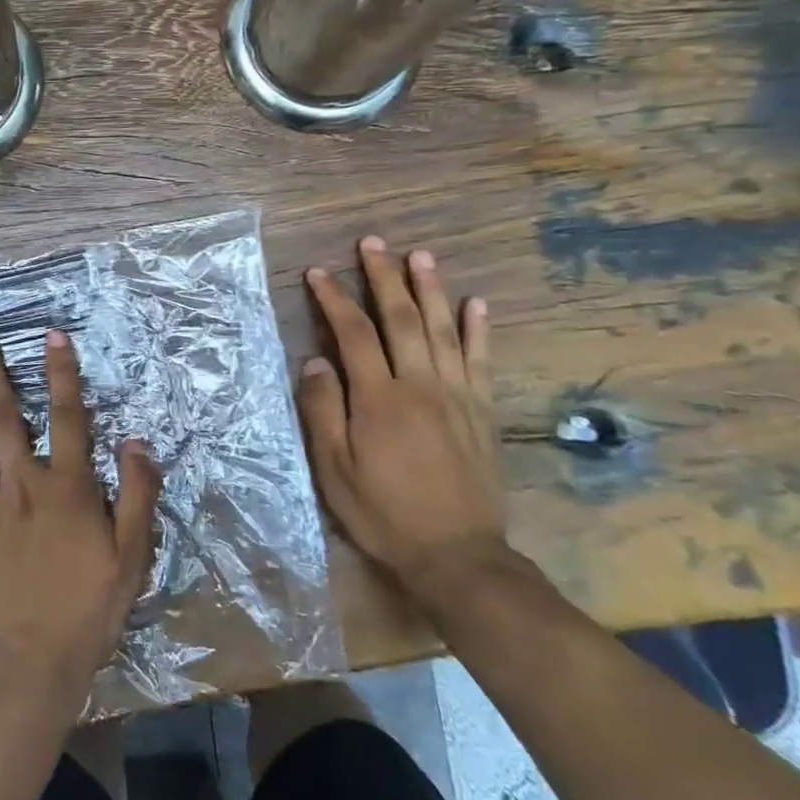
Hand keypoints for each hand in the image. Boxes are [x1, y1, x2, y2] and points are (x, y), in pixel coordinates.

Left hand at [0, 328, 160, 716]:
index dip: (62, 372)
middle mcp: (21, 483)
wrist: (33, 660)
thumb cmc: (88, 606)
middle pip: (4, 416)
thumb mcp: (132, 554)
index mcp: (66, 486)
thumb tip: (136, 442)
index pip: (68, 416)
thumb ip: (136, 494)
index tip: (51, 335)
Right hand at [299, 236, 508, 613]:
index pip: (353, 334)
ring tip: (421, 255)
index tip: (319, 272)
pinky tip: (476, 304)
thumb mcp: (334, 470)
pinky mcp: (483, 412)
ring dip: (431, 289)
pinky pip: (482, 361)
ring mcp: (458, 396)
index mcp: (379, 398)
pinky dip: (479, 330)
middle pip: (401, 319)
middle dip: (384, 278)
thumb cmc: (384, 512)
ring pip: (444, 330)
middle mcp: (420, 385)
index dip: (334, 299)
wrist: (457, 555)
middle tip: (373, 243)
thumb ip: (324, 412)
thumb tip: (316, 362)